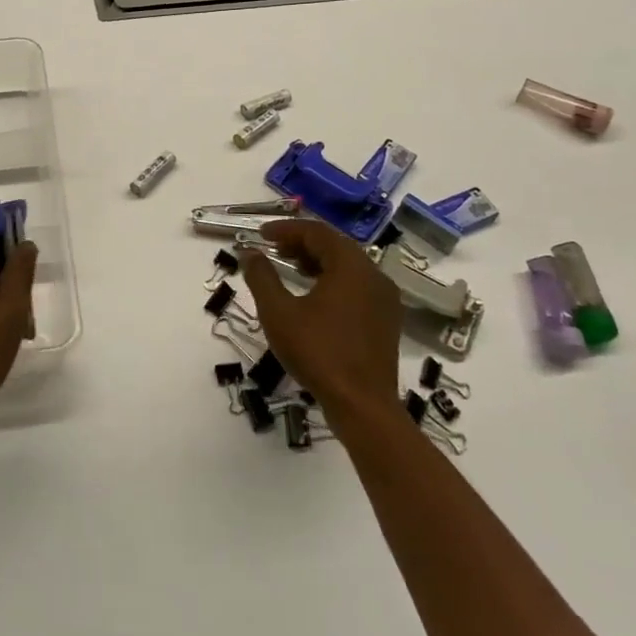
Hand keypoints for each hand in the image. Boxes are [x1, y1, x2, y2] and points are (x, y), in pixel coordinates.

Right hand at [238, 219, 405, 423]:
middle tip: (273, 250)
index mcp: (351, 266)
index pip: (316, 232)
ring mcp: (384, 298)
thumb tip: (249, 253)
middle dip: (301, 243)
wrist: (363, 406)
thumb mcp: (278, 313)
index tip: (260, 235)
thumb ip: (261, 277)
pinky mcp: (386, 319)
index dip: (286, 229)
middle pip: (335, 245)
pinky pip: (357, 285)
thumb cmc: (318, 353)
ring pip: (348, 265)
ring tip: (290, 269)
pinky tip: (314, 296)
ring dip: (317, 261)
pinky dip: (333, 280)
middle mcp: (374, 275)